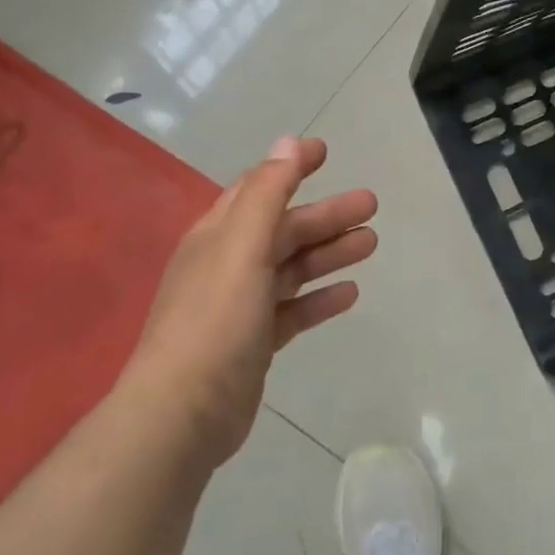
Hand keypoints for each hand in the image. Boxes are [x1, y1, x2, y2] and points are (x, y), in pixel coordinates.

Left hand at [122, 136, 376, 466]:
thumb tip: (286, 142)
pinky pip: (293, 310)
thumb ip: (267, 194)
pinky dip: (319, 298)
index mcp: (219, 235)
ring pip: (292, 268)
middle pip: (284, 229)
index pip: (258, 187)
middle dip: (326, 215)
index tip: (325, 151)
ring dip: (329, 253)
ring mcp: (241, 305)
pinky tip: (350, 293)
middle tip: (370, 205)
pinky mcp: (254, 342)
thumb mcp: (242, 247)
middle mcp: (228, 264)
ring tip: (370, 244)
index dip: (289, 167)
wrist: (184, 412)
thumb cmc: (215, 319)